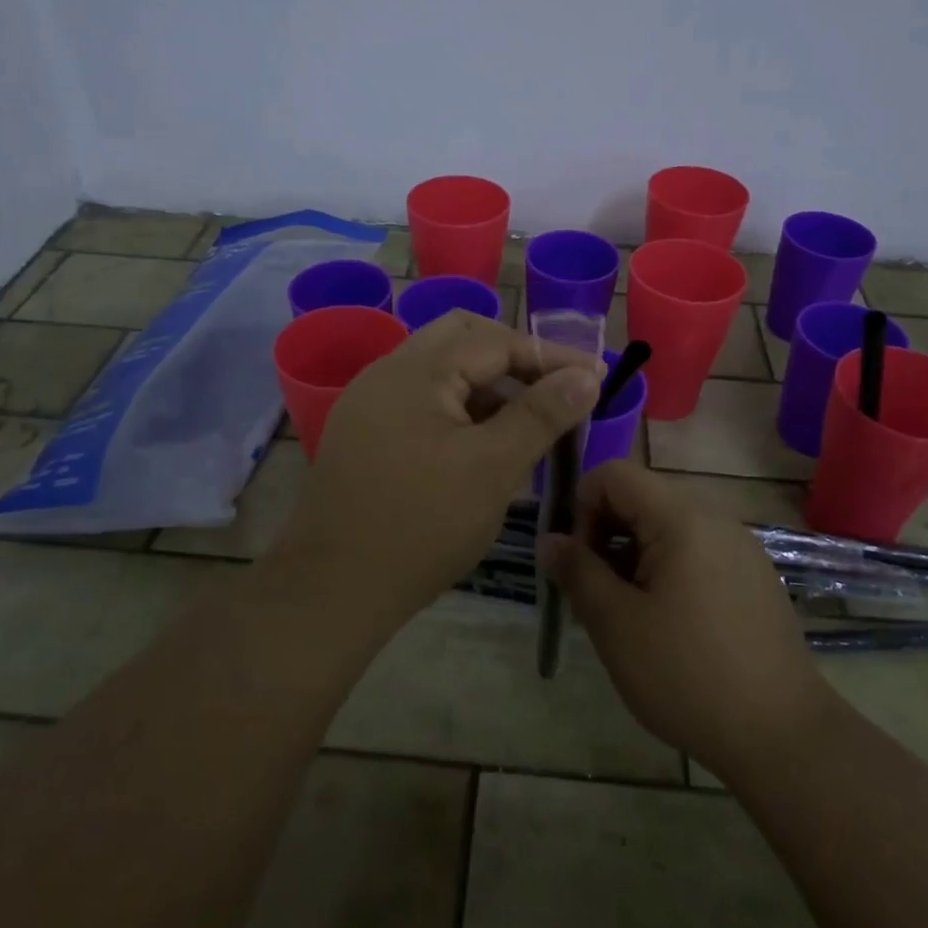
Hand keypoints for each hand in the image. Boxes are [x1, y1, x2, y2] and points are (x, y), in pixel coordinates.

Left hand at [277, 310, 602, 628]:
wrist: (333, 589)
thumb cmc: (421, 526)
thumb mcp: (493, 468)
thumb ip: (541, 415)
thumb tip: (585, 376)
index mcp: (415, 370)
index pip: (495, 341)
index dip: (550, 356)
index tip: (593, 377)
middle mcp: (387, 372)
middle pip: (462, 338)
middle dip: (514, 357)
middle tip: (554, 388)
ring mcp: (370, 402)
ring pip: (442, 370)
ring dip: (488, 384)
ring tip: (527, 421)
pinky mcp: (365, 433)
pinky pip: (422, 400)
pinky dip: (461, 408)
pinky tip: (484, 443)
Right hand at [549, 460, 831, 783]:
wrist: (783, 737)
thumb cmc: (687, 675)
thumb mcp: (615, 625)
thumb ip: (577, 571)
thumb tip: (549, 540)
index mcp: (682, 518)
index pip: (614, 474)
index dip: (583, 507)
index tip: (578, 562)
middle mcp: (715, 519)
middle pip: (641, 499)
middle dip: (606, 536)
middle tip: (596, 595)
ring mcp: (740, 548)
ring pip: (667, 529)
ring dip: (634, 558)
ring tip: (629, 617)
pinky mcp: (754, 578)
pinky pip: (696, 553)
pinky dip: (667, 572)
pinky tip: (669, 628)